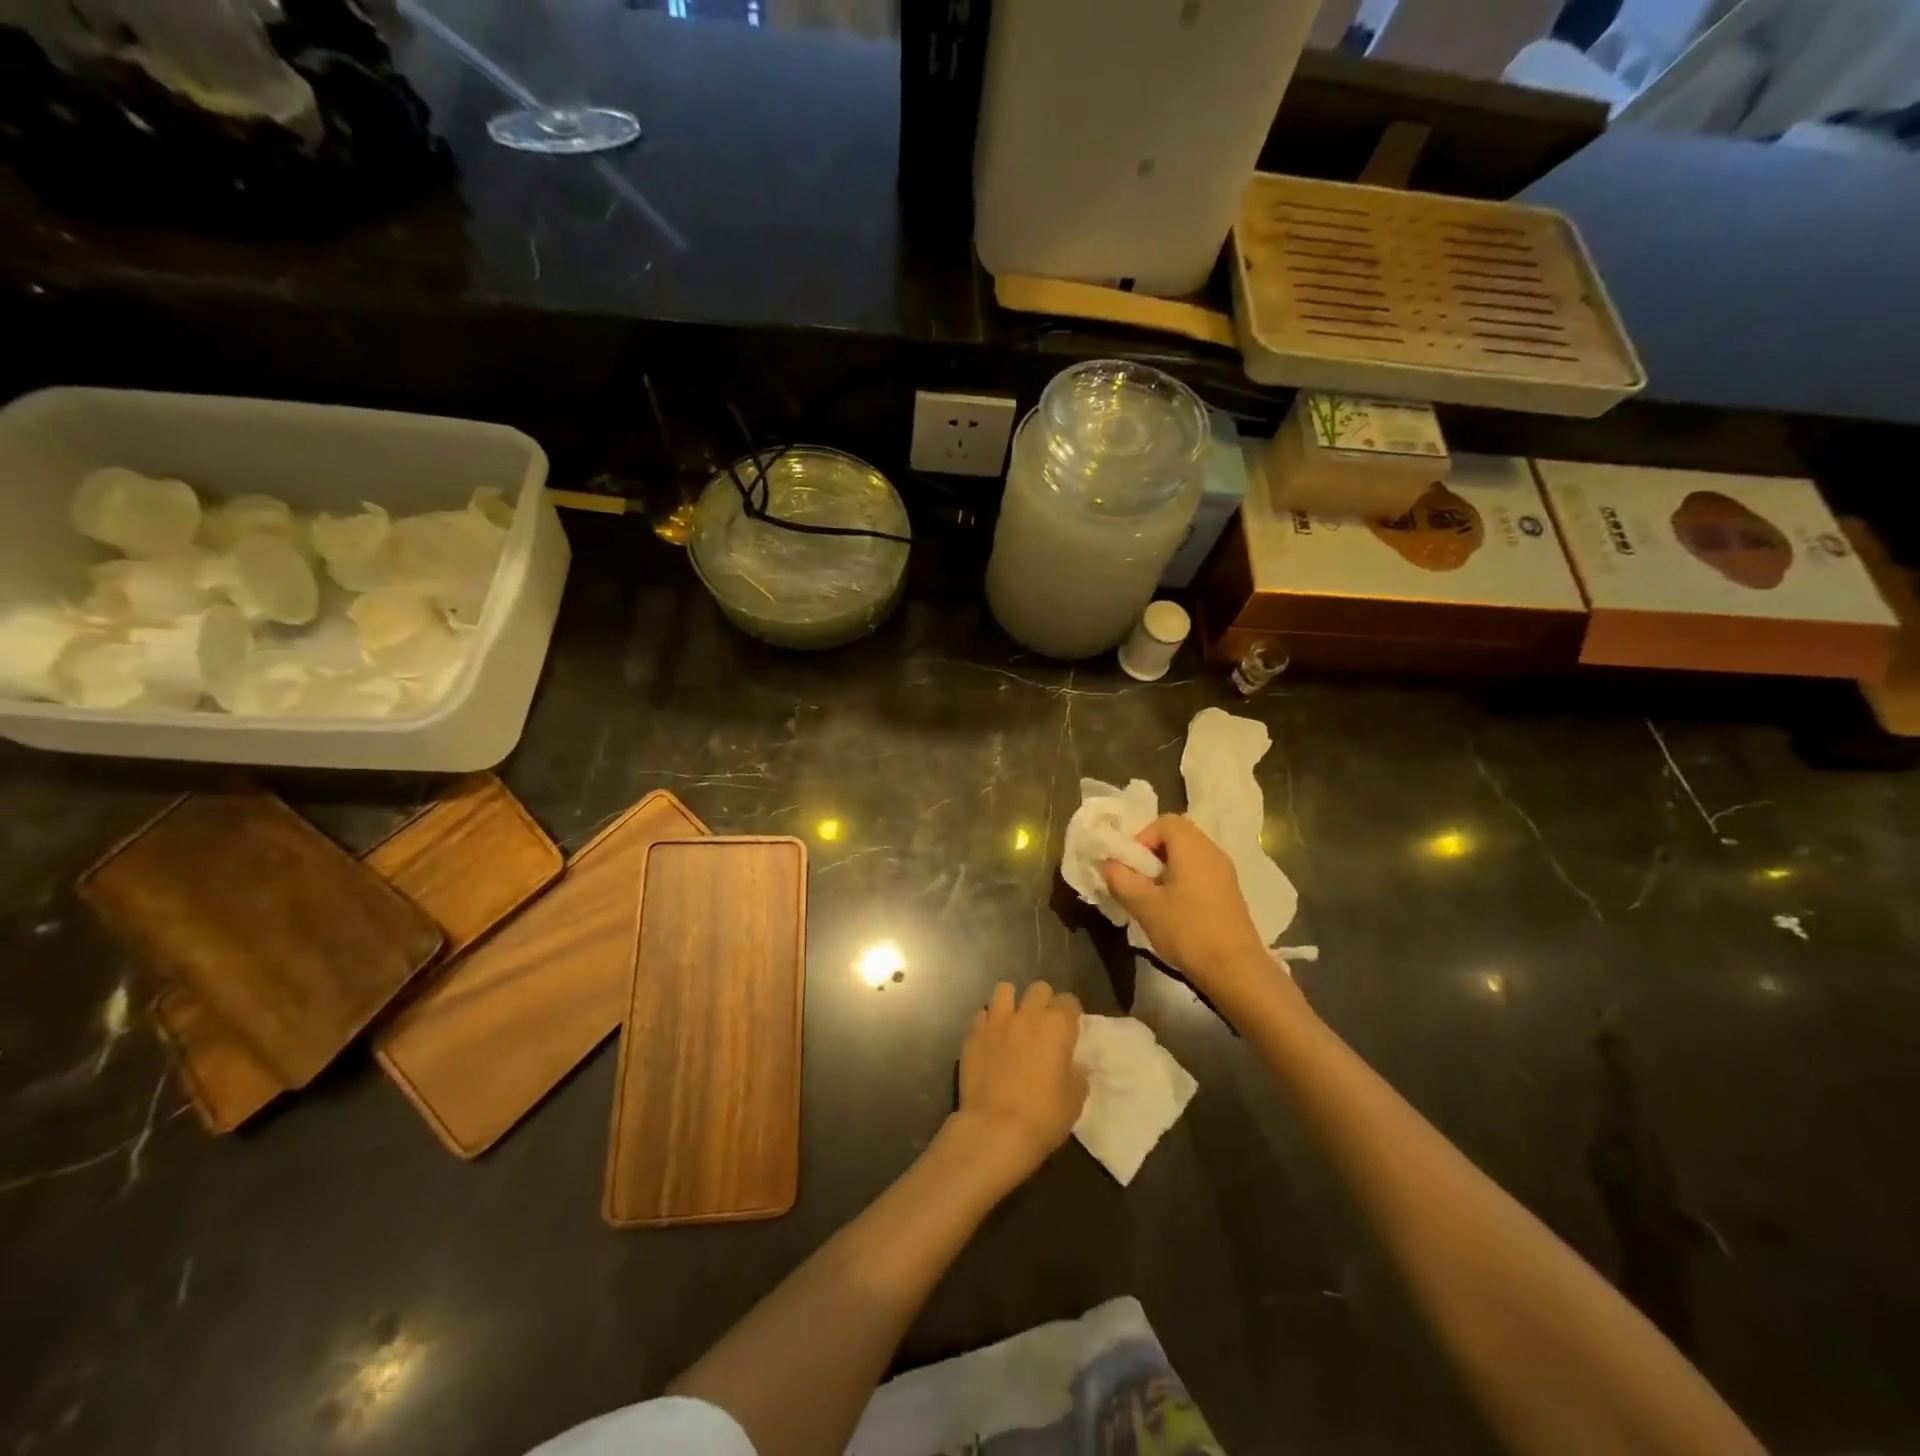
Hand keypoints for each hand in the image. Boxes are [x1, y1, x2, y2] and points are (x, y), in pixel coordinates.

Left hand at [951, 982, 1086, 1187]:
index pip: (1069, 1000)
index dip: (1070, 1013)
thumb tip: (1075, 1065)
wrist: (995, 1129)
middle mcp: (1027, 1015)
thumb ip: (1077, 1075)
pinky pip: (981, 1014)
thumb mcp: (1074, 1100)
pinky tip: (990, 1038)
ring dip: (1011, 1002)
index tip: (1069, 1028)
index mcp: (1057, 1026)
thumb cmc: (1043, 1116)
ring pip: (1004, 990)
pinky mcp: (973, 1033)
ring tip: (1012, 1021)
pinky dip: (988, 1021)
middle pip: (1038, 988)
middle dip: (1043, 1001)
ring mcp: (996, 1021)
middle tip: (1042, 1024)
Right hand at [1100, 814, 1279, 1008]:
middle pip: (1177, 835)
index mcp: (1192, 847)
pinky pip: (1201, 872)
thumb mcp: (1143, 905)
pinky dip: (1183, 880)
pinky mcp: (1230, 892)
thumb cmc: (1187, 930)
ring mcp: (1225, 872)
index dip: (1142, 837)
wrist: (1235, 970)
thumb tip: (1108, 863)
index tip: (1132, 866)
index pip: (1164, 821)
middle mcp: (1212, 851)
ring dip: (1167, 868)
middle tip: (1138, 880)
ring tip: (1153, 897)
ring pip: (1189, 855)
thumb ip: (1120, 879)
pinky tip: (1174, 910)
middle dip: (1152, 853)